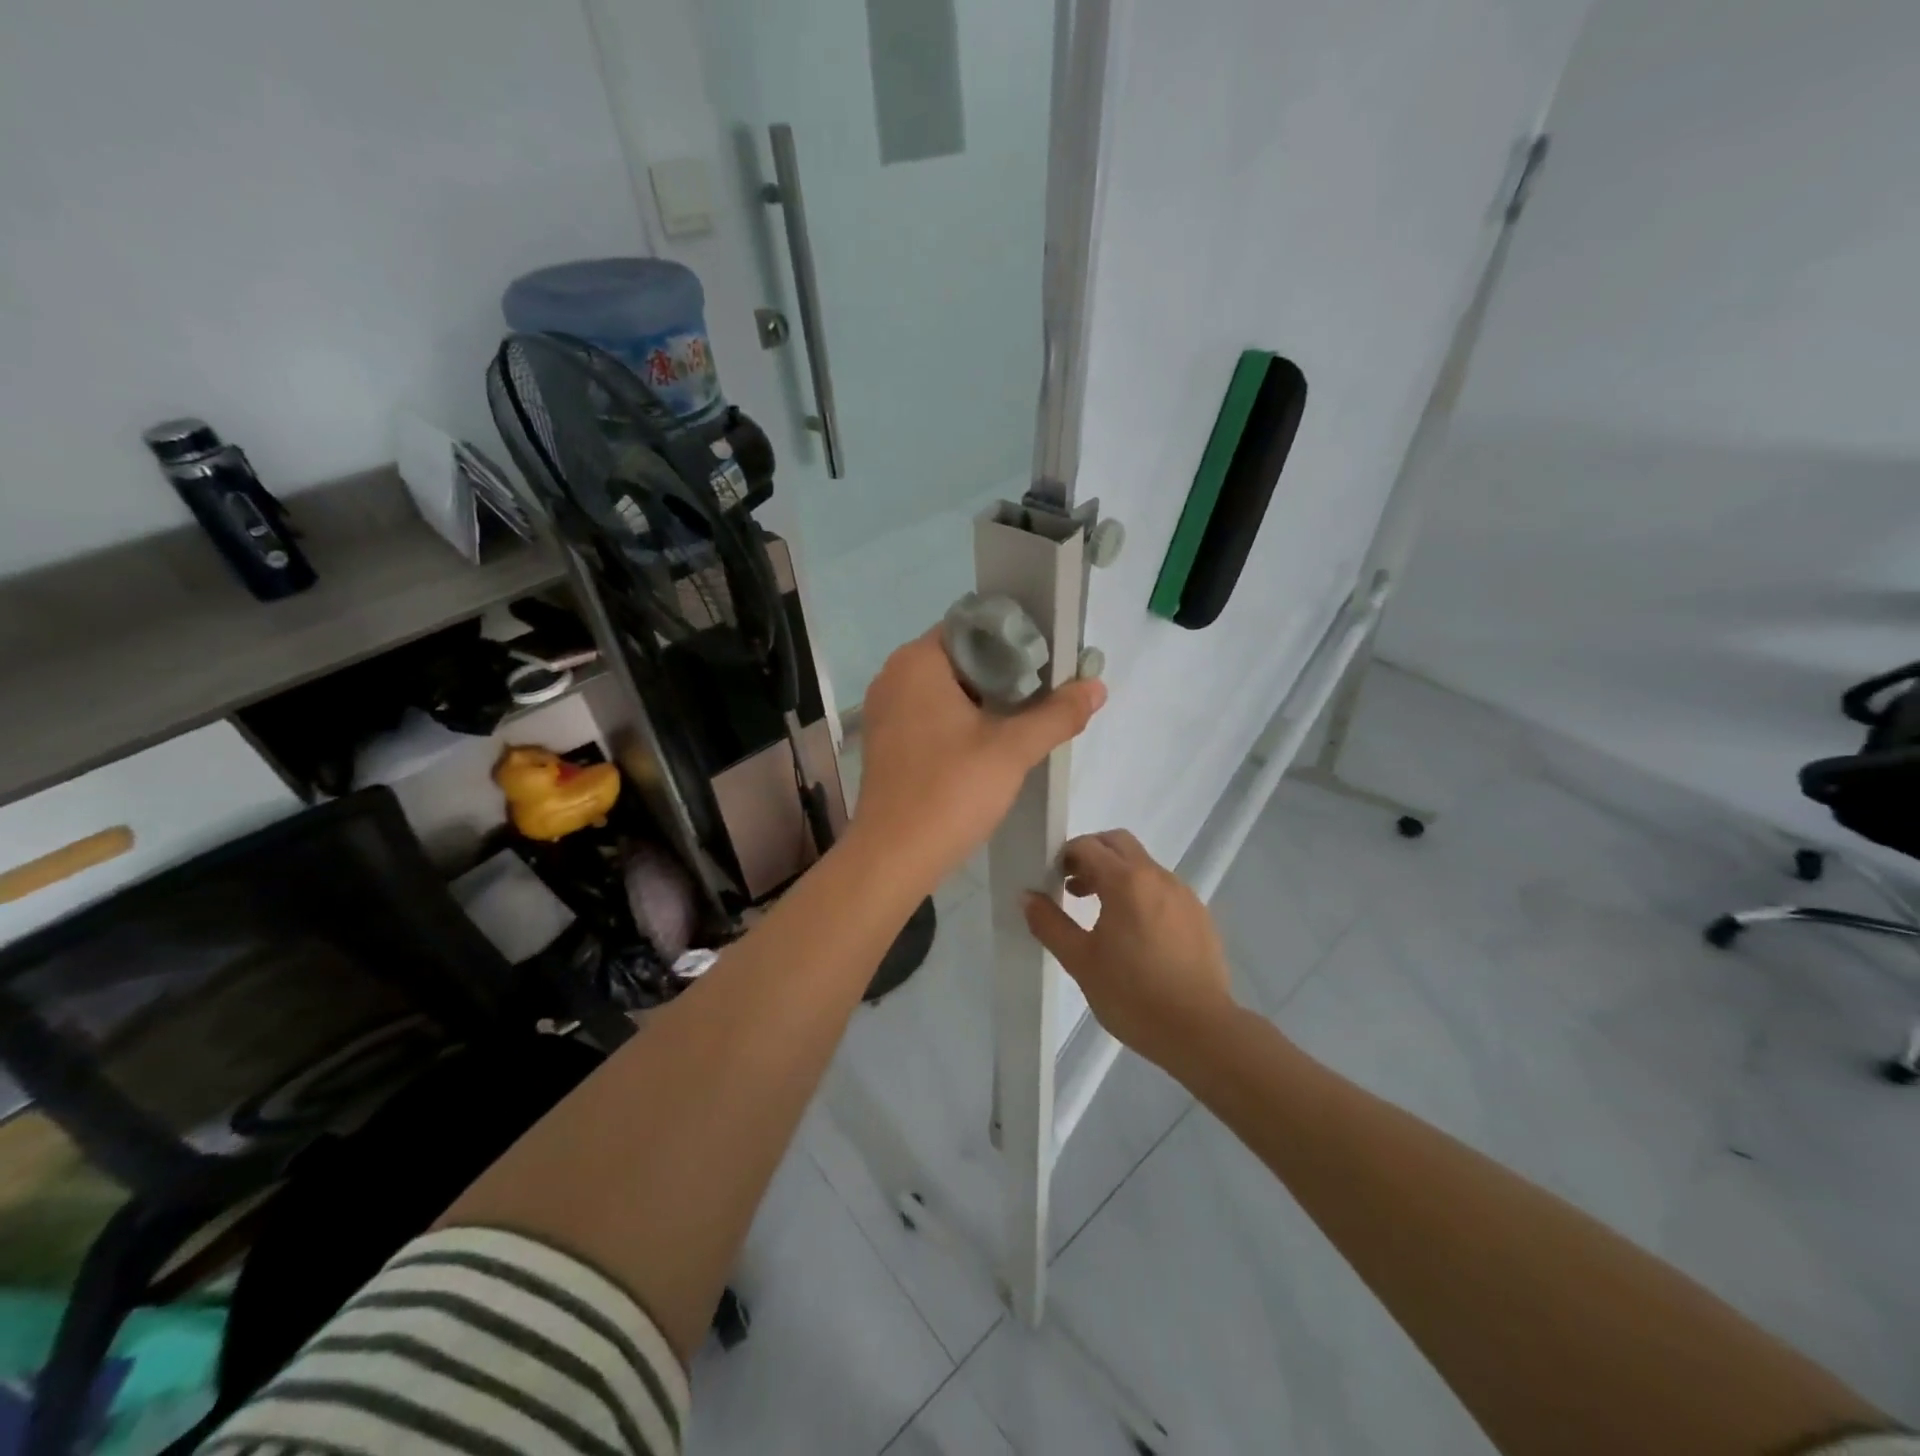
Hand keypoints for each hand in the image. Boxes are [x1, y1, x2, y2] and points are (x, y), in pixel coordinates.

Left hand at [852, 629, 1105, 883]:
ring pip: (946, 689)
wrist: (893, 858)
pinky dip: (960, 721)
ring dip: (985, 700)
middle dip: (1004, 673)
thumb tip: (1097, 686)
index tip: (1048, 663)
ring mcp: (885, 710)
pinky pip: (930, 714)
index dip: (1015, 640)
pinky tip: (990, 744)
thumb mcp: (1013, 750)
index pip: (974, 627)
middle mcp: (893, 676)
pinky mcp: (886, 741)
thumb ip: (1057, 714)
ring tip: (1026, 718)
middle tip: (1045, 693)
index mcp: (917, 661)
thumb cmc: (950, 792)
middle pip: (961, 657)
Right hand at [1024, 829, 1237, 1069]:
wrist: (1200, 1031)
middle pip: (1118, 843)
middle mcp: (1157, 876)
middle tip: (1073, 886)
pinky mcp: (1200, 914)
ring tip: (1101, 914)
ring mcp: (1183, 894)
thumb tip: (1027, 896)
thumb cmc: (1132, 995)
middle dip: (1092, 855)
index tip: (1053, 880)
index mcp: (1126, 881)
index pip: (1088, 845)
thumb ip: (1050, 923)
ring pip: (1143, 865)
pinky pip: (1163, 889)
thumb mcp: (1080, 961)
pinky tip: (1136, 934)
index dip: (1065, 856)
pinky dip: (1142, 894)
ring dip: (1117, 874)